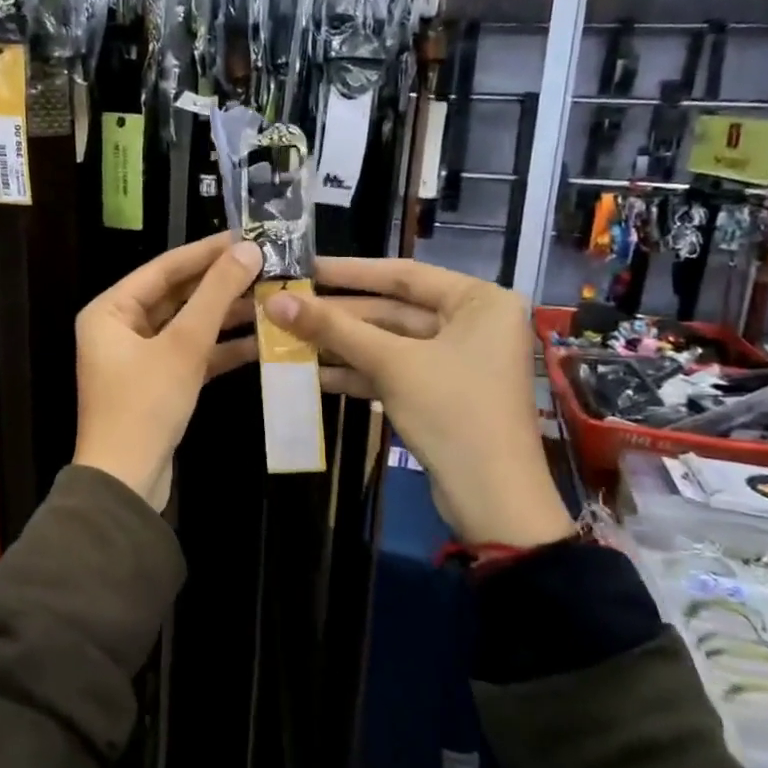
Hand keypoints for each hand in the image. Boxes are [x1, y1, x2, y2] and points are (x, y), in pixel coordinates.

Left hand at [74, 234, 262, 509]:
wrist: (127, 482)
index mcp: (110, 310)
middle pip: (177, 295)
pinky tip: (261, 340)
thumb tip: (247, 249)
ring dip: (226, 315)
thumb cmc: (145, 405)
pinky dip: (221, 348)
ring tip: (271, 297)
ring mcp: (139, 357)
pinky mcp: (158, 383)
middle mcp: (120, 327)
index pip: (164, 268)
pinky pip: (191, 354)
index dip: (207, 251)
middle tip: (265, 265)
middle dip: (221, 284)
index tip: (247, 235)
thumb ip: (215, 295)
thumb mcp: (183, 345)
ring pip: (187, 325)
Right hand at [266, 259, 573, 549]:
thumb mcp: (392, 364)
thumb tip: (275, 301)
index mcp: (478, 301)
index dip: (349, 271)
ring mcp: (457, 360)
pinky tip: (313, 375)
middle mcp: (472, 323)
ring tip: (289, 340)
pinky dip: (358, 372)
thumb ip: (334, 329)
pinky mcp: (442, 393)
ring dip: (341, 346)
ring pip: (389, 343)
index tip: (304, 267)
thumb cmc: (452, 413)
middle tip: (287, 308)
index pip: (403, 274)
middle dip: (339, 315)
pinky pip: (394, 370)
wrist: (492, 499)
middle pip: (393, 310)